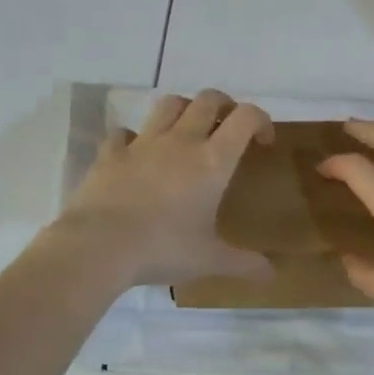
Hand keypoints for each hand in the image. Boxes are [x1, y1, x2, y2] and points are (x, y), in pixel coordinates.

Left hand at [53, 90, 276, 288]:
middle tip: (228, 128)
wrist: (101, 245)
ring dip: (184, 109)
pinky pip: (124, 132)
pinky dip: (134, 138)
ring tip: (187, 131)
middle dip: (224, 106)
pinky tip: (136, 154)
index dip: (261, 120)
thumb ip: (244, 263)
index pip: (245, 118)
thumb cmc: (164, 249)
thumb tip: (272, 275)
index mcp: (212, 161)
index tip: (263, 141)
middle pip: (208, 99)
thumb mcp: (210, 260)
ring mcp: (142, 143)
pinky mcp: (111, 153)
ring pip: (169, 104)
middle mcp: (180, 141)